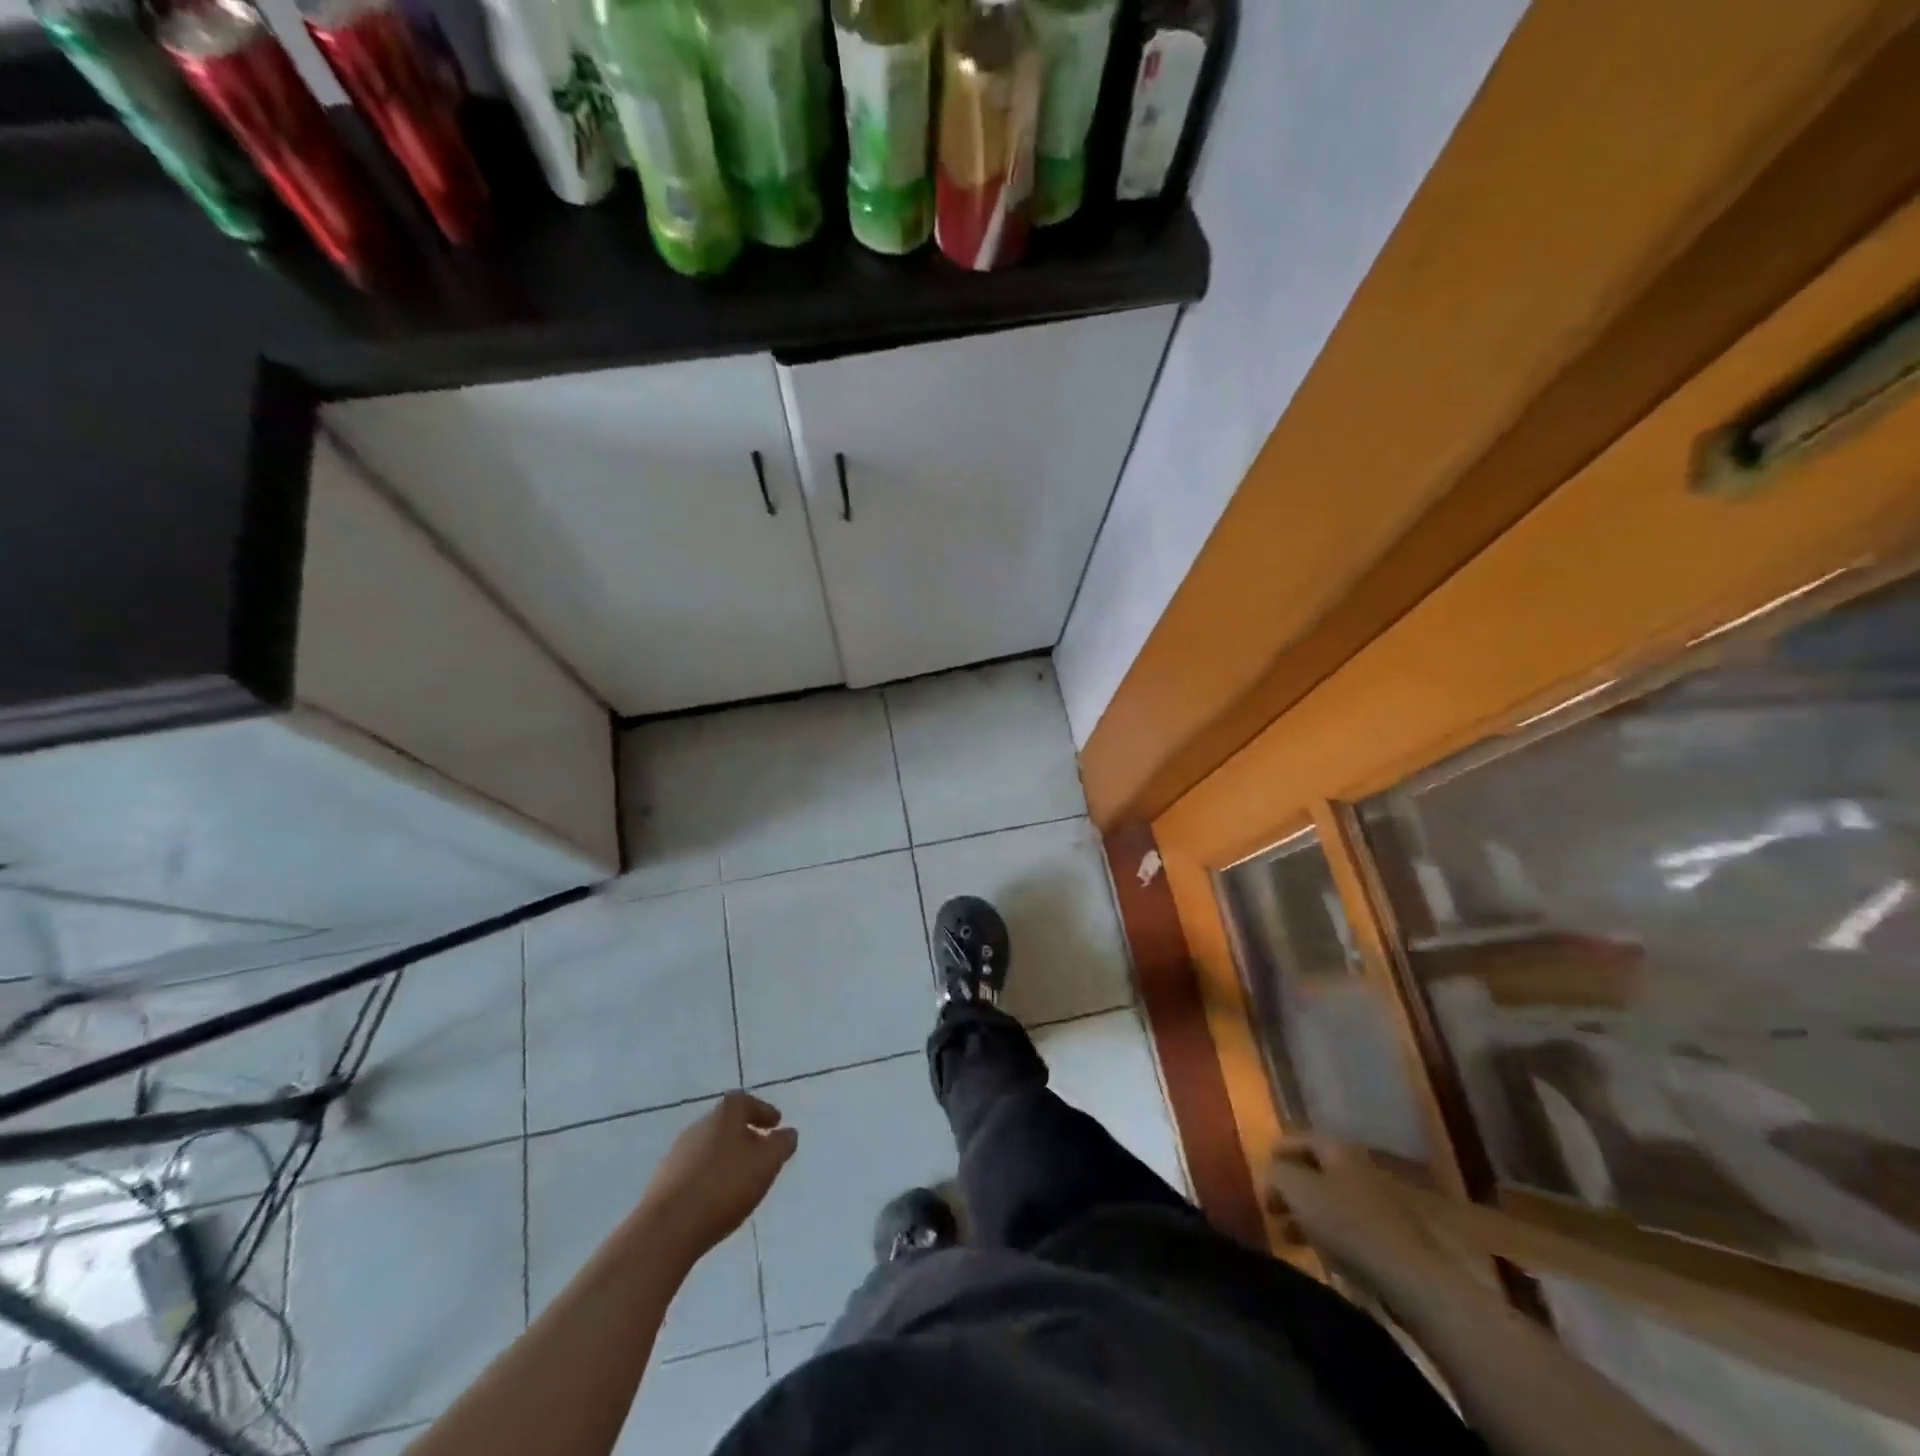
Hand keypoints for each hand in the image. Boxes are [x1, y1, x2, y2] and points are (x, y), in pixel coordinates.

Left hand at [641, 1091, 797, 1262]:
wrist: (667, 1228)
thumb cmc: (724, 1187)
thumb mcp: (766, 1164)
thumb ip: (781, 1145)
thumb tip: (788, 1133)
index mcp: (724, 1114)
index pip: (745, 1101)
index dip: (762, 1111)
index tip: (775, 1124)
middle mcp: (699, 1125)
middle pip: (726, 1123)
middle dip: (745, 1135)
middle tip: (761, 1153)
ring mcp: (677, 1153)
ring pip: (710, 1147)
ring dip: (727, 1157)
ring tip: (742, 1179)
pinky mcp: (664, 1181)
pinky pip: (695, 1170)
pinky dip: (710, 1176)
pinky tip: (717, 1197)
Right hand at [1267, 1133, 1461, 1296]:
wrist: (1412, 1277)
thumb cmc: (1348, 1223)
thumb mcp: (1298, 1190)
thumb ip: (1276, 1175)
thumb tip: (1269, 1174)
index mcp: (1339, 1149)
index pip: (1302, 1138)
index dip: (1278, 1150)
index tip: (1260, 1168)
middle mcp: (1361, 1169)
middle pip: (1318, 1171)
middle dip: (1292, 1187)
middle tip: (1271, 1206)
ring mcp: (1381, 1205)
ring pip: (1334, 1202)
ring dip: (1309, 1215)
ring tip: (1289, 1236)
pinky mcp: (1393, 1240)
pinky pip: (1351, 1229)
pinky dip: (1331, 1235)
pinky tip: (1322, 1254)